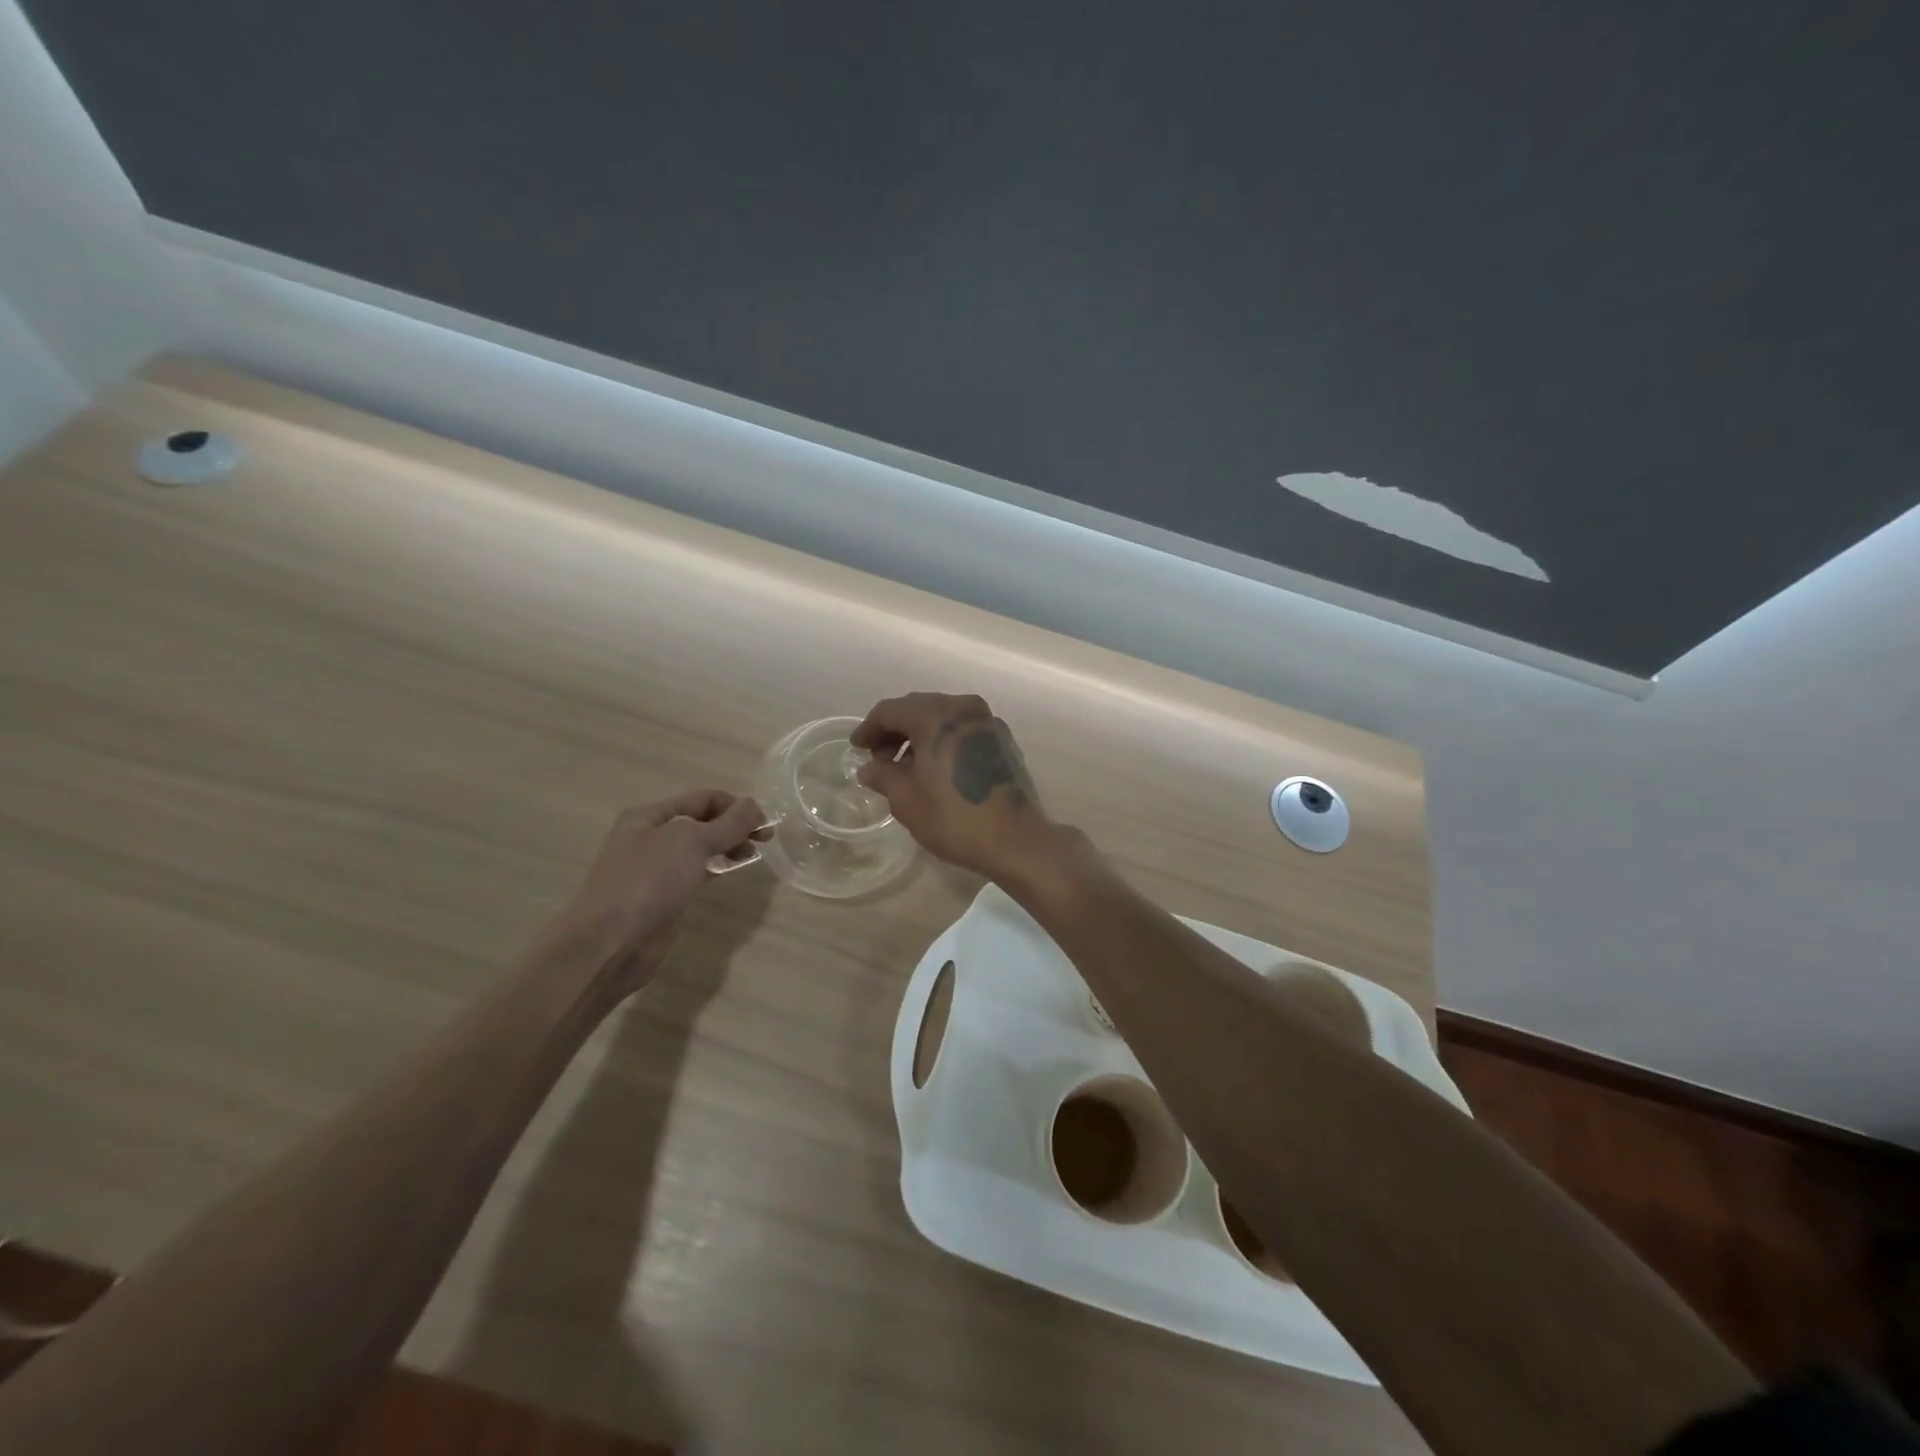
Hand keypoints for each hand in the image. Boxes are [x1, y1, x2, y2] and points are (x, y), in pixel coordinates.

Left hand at [544, 790, 764, 1003]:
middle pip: (703, 821)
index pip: (703, 798)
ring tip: (752, 855)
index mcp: (650, 815)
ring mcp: (656, 868)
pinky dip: (717, 867)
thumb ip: (728, 823)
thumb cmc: (648, 881)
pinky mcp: (664, 895)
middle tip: (766, 840)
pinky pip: (697, 871)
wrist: (610, 942)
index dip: (737, 806)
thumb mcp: (691, 841)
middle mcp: (651, 836)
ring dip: (728, 845)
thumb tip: (756, 806)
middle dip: (735, 825)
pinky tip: (732, 871)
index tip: (766, 823)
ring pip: (701, 847)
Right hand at [851, 692, 1060, 882]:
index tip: (857, 749)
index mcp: (937, 715)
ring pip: (943, 718)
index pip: (891, 710)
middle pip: (918, 708)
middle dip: (895, 730)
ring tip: (905, 767)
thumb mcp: (906, 800)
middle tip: (879, 758)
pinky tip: (935, 768)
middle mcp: (965, 708)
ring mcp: (988, 723)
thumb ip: (882, 775)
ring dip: (919, 736)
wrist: (1016, 840)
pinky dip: (943, 741)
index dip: (869, 728)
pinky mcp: (1003, 741)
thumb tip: (869, 768)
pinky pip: (963, 730)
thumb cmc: (954, 818)